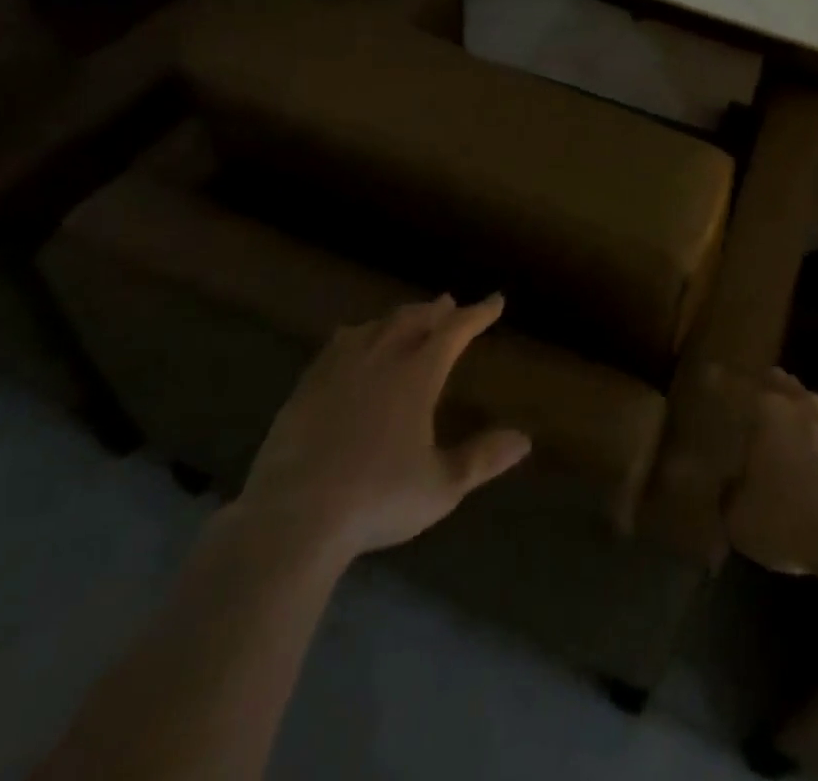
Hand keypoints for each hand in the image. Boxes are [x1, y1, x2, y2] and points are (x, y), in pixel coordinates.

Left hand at [233, 295, 530, 569]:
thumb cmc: (377, 499)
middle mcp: (380, 360)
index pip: (454, 331)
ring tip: (407, 318)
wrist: (293, 518)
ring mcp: (338, 370)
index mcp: (417, 375)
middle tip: (449, 304)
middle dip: (435, 311)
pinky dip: (356, 335)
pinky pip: (336, 346)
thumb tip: (524, 439)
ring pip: (374, 327)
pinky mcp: (306, 388)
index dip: (477, 313)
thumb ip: (482, 459)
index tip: (495, 300)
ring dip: (397, 318)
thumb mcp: (442, 486)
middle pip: (412, 320)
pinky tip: (351, 341)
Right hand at [725, 368, 817, 583]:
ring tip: (796, 439)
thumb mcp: (742, 522)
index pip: (734, 387)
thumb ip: (730, 497)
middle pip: (781, 383)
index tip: (710, 373)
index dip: (719, 380)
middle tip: (756, 397)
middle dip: (766, 386)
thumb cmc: (794, 522)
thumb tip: (731, 487)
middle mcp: (804, 405)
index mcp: (767, 412)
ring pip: (815, 407)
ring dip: (803, 417)